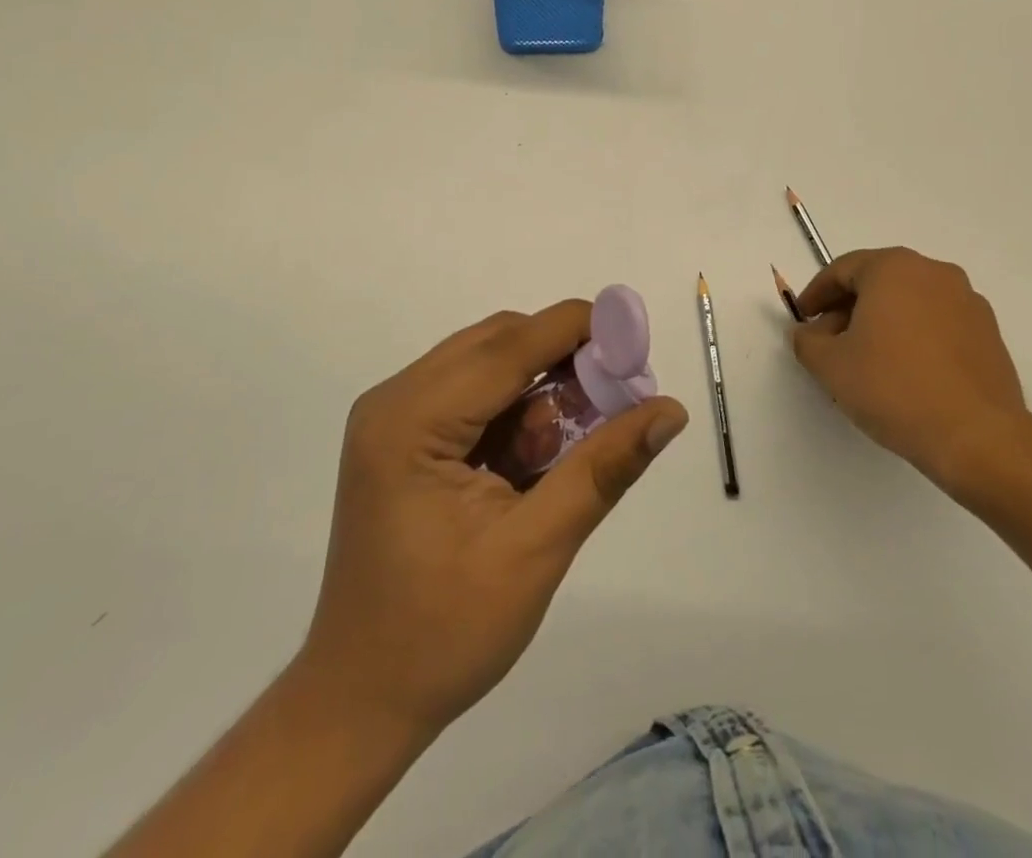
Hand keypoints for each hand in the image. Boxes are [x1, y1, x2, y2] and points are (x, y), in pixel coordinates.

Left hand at [296, 301, 687, 740]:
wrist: (360, 701)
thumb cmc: (443, 634)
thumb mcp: (535, 550)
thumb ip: (603, 469)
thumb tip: (671, 411)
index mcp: (410, 421)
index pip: (508, 346)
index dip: (578, 331)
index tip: (638, 342)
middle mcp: (394, 400)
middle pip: (497, 344)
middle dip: (563, 360)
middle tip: (618, 400)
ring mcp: (393, 417)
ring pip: (488, 364)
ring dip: (541, 387)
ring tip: (578, 438)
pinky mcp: (401, 437)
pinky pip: (472, 394)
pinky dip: (515, 410)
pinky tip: (538, 455)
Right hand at [791, 247, 1031, 493]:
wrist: (977, 437)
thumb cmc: (894, 388)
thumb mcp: (830, 365)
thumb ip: (807, 341)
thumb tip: (809, 333)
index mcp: (894, 268)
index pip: (842, 270)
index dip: (816, 294)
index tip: (803, 319)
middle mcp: (934, 272)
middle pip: (878, 281)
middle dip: (848, 307)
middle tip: (829, 340)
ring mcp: (968, 301)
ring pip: (909, 301)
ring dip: (882, 321)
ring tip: (866, 359)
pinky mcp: (989, 333)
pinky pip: (938, 322)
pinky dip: (914, 335)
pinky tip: (904, 371)